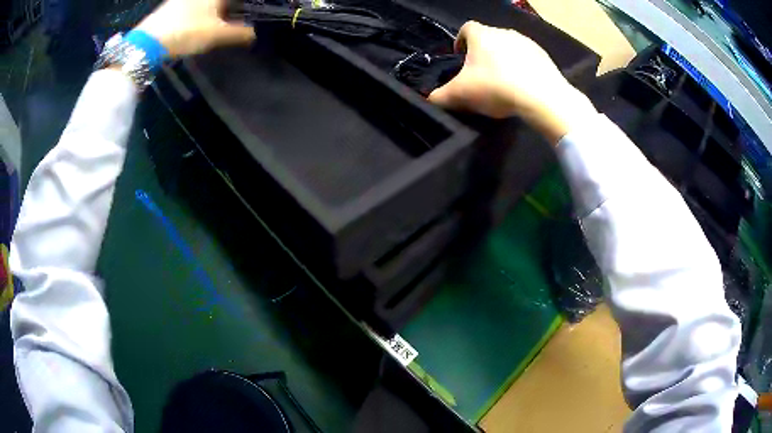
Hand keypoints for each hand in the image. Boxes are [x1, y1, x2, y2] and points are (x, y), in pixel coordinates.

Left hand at [136, 0, 254, 58]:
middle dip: (226, 7)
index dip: (239, 4)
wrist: (149, 41)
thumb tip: (254, 35)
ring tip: (217, 17)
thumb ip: (238, 34)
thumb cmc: (187, 32)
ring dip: (212, 8)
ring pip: (203, 3)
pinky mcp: (171, 5)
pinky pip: (191, 5)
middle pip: (217, 1)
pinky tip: (197, 19)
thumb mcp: (216, 35)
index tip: (245, 8)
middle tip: (232, 13)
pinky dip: (198, 10)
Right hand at [428, 21, 596, 143]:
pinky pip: (527, 58)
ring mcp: (526, 43)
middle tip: (481, 75)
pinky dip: (522, 68)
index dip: (460, 42)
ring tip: (503, 82)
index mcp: (481, 35)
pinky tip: (522, 86)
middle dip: (482, 54)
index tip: (461, 58)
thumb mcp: (461, 94)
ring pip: (509, 48)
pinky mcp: (544, 56)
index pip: (466, 29)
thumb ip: (440, 95)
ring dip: (503, 60)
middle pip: (488, 39)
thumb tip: (429, 98)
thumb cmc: (496, 87)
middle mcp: (503, 32)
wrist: (542, 97)